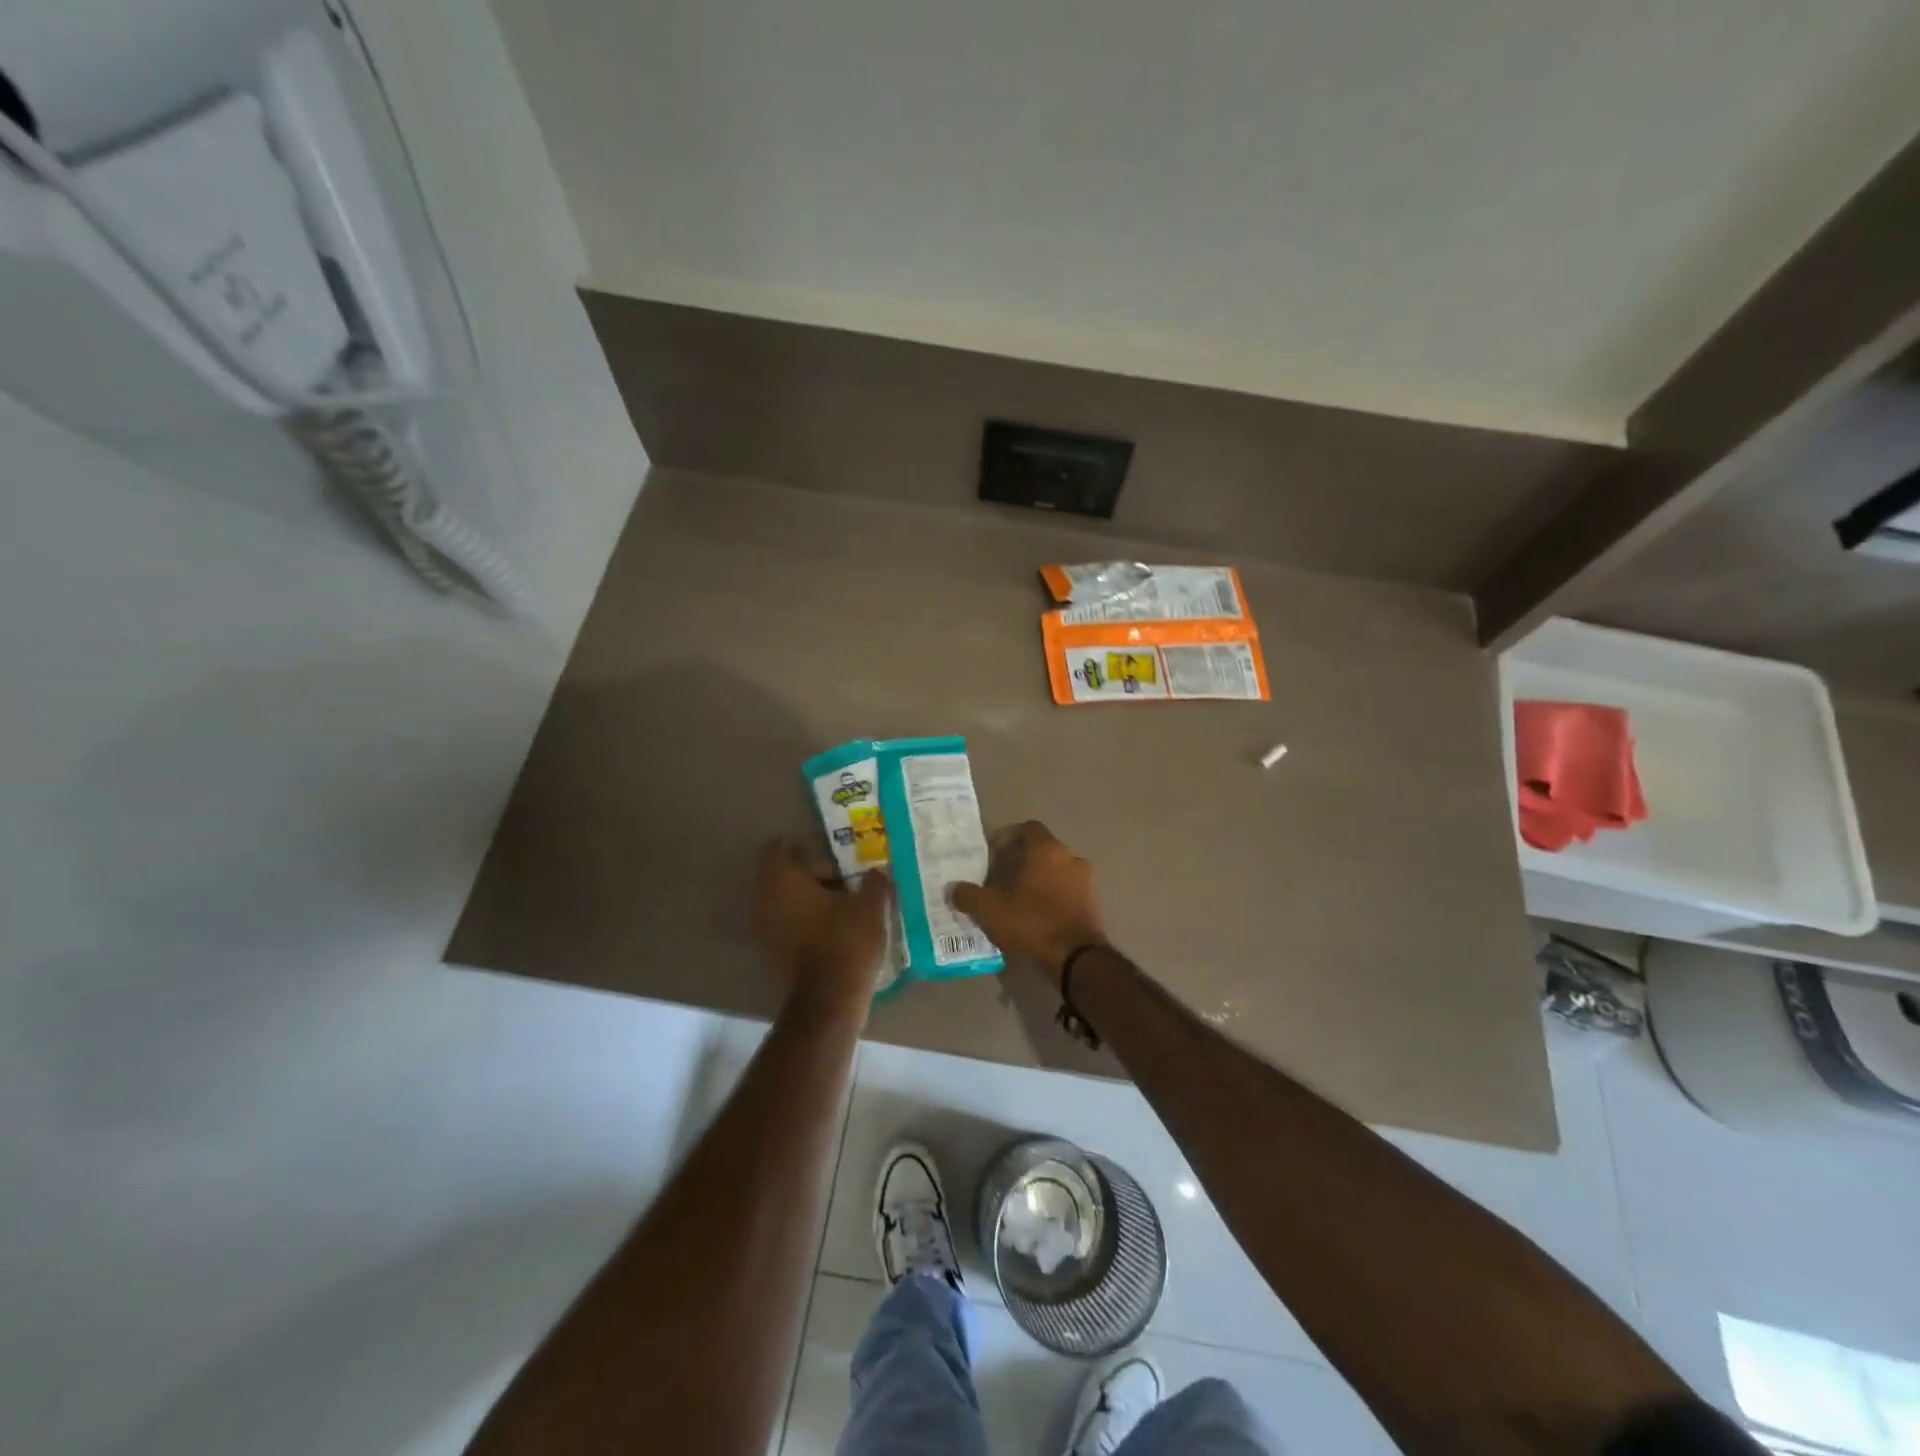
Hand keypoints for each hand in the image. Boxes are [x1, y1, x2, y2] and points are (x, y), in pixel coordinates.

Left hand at [752, 838, 891, 1017]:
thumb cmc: (846, 941)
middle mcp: (765, 900)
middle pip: (784, 875)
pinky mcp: (773, 952)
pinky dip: (807, 920)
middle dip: (813, 874)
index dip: (803, 846)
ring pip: (786, 901)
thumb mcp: (870, 905)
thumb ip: (874, 882)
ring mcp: (765, 929)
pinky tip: (835, 927)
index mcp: (782, 880)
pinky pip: (788, 923)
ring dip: (810, 898)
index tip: (830, 852)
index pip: (779, 849)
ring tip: (844, 903)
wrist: (829, 1000)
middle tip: (845, 878)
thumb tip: (877, 872)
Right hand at [949, 821, 1108, 984]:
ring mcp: (1086, 881)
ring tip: (1019, 901)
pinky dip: (1053, 898)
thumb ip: (968, 896)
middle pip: (1042, 850)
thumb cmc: (1031, 922)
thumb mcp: (989, 910)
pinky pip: (1068, 892)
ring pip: (1056, 872)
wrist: (1076, 958)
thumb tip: (954, 889)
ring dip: (1039, 881)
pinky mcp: (1093, 904)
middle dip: (1021, 862)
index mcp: (1046, 849)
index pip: (1028, 828)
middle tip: (1001, 881)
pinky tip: (1038, 917)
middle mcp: (1070, 858)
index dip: (1008, 838)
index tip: (993, 855)